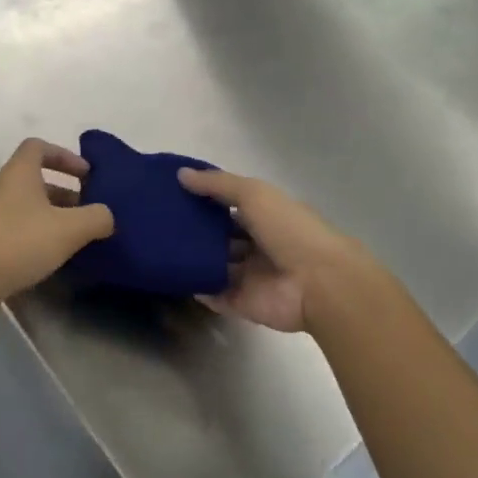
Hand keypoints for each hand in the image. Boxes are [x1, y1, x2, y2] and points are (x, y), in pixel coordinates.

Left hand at [0, 139, 113, 316]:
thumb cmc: (17, 242)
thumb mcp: (68, 229)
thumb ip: (95, 218)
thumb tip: (107, 215)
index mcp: (19, 172)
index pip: (39, 147)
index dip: (64, 155)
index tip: (87, 174)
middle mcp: (2, 186)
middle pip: (36, 179)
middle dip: (65, 192)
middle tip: (88, 212)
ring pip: (27, 206)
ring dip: (52, 217)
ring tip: (75, 239)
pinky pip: (16, 228)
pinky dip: (36, 236)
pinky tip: (51, 258)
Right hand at [178, 167, 399, 333]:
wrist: (319, 284)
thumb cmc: (290, 230)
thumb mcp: (255, 194)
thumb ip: (218, 185)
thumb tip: (181, 174)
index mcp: (266, 217)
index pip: (231, 206)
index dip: (206, 199)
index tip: (174, 193)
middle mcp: (258, 246)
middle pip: (221, 237)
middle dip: (196, 231)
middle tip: (161, 222)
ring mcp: (250, 276)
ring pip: (215, 265)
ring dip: (193, 258)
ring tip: (158, 248)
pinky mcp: (242, 303)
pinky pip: (214, 295)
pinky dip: (197, 287)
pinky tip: (173, 276)